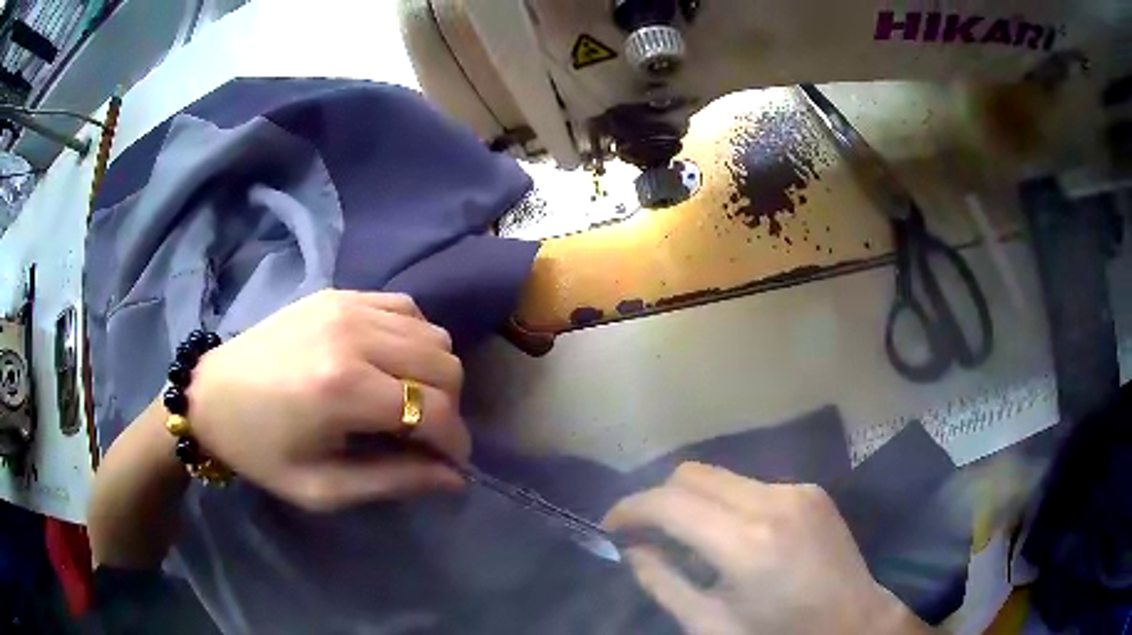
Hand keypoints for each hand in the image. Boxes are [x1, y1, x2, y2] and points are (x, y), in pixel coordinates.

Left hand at [186, 290, 467, 510]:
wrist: (210, 394)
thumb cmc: (261, 450)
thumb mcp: (322, 488)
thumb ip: (393, 481)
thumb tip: (454, 478)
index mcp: (344, 388)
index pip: (434, 411)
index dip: (454, 442)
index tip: (449, 463)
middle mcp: (354, 335)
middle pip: (444, 365)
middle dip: (449, 408)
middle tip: (426, 434)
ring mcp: (347, 306)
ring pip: (432, 333)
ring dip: (434, 372)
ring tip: (410, 398)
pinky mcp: (339, 294)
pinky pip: (406, 307)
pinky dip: (415, 337)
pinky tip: (394, 362)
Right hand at [604, 463, 930, 634]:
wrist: (853, 623)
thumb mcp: (710, 625)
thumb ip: (663, 582)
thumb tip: (633, 548)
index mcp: (747, 544)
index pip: (669, 503)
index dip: (630, 509)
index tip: (612, 527)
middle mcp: (773, 502)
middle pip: (692, 474)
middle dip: (658, 499)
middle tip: (645, 532)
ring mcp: (797, 489)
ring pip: (720, 476)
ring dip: (692, 500)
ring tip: (687, 537)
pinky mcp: (810, 489)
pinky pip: (749, 485)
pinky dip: (725, 503)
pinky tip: (730, 536)